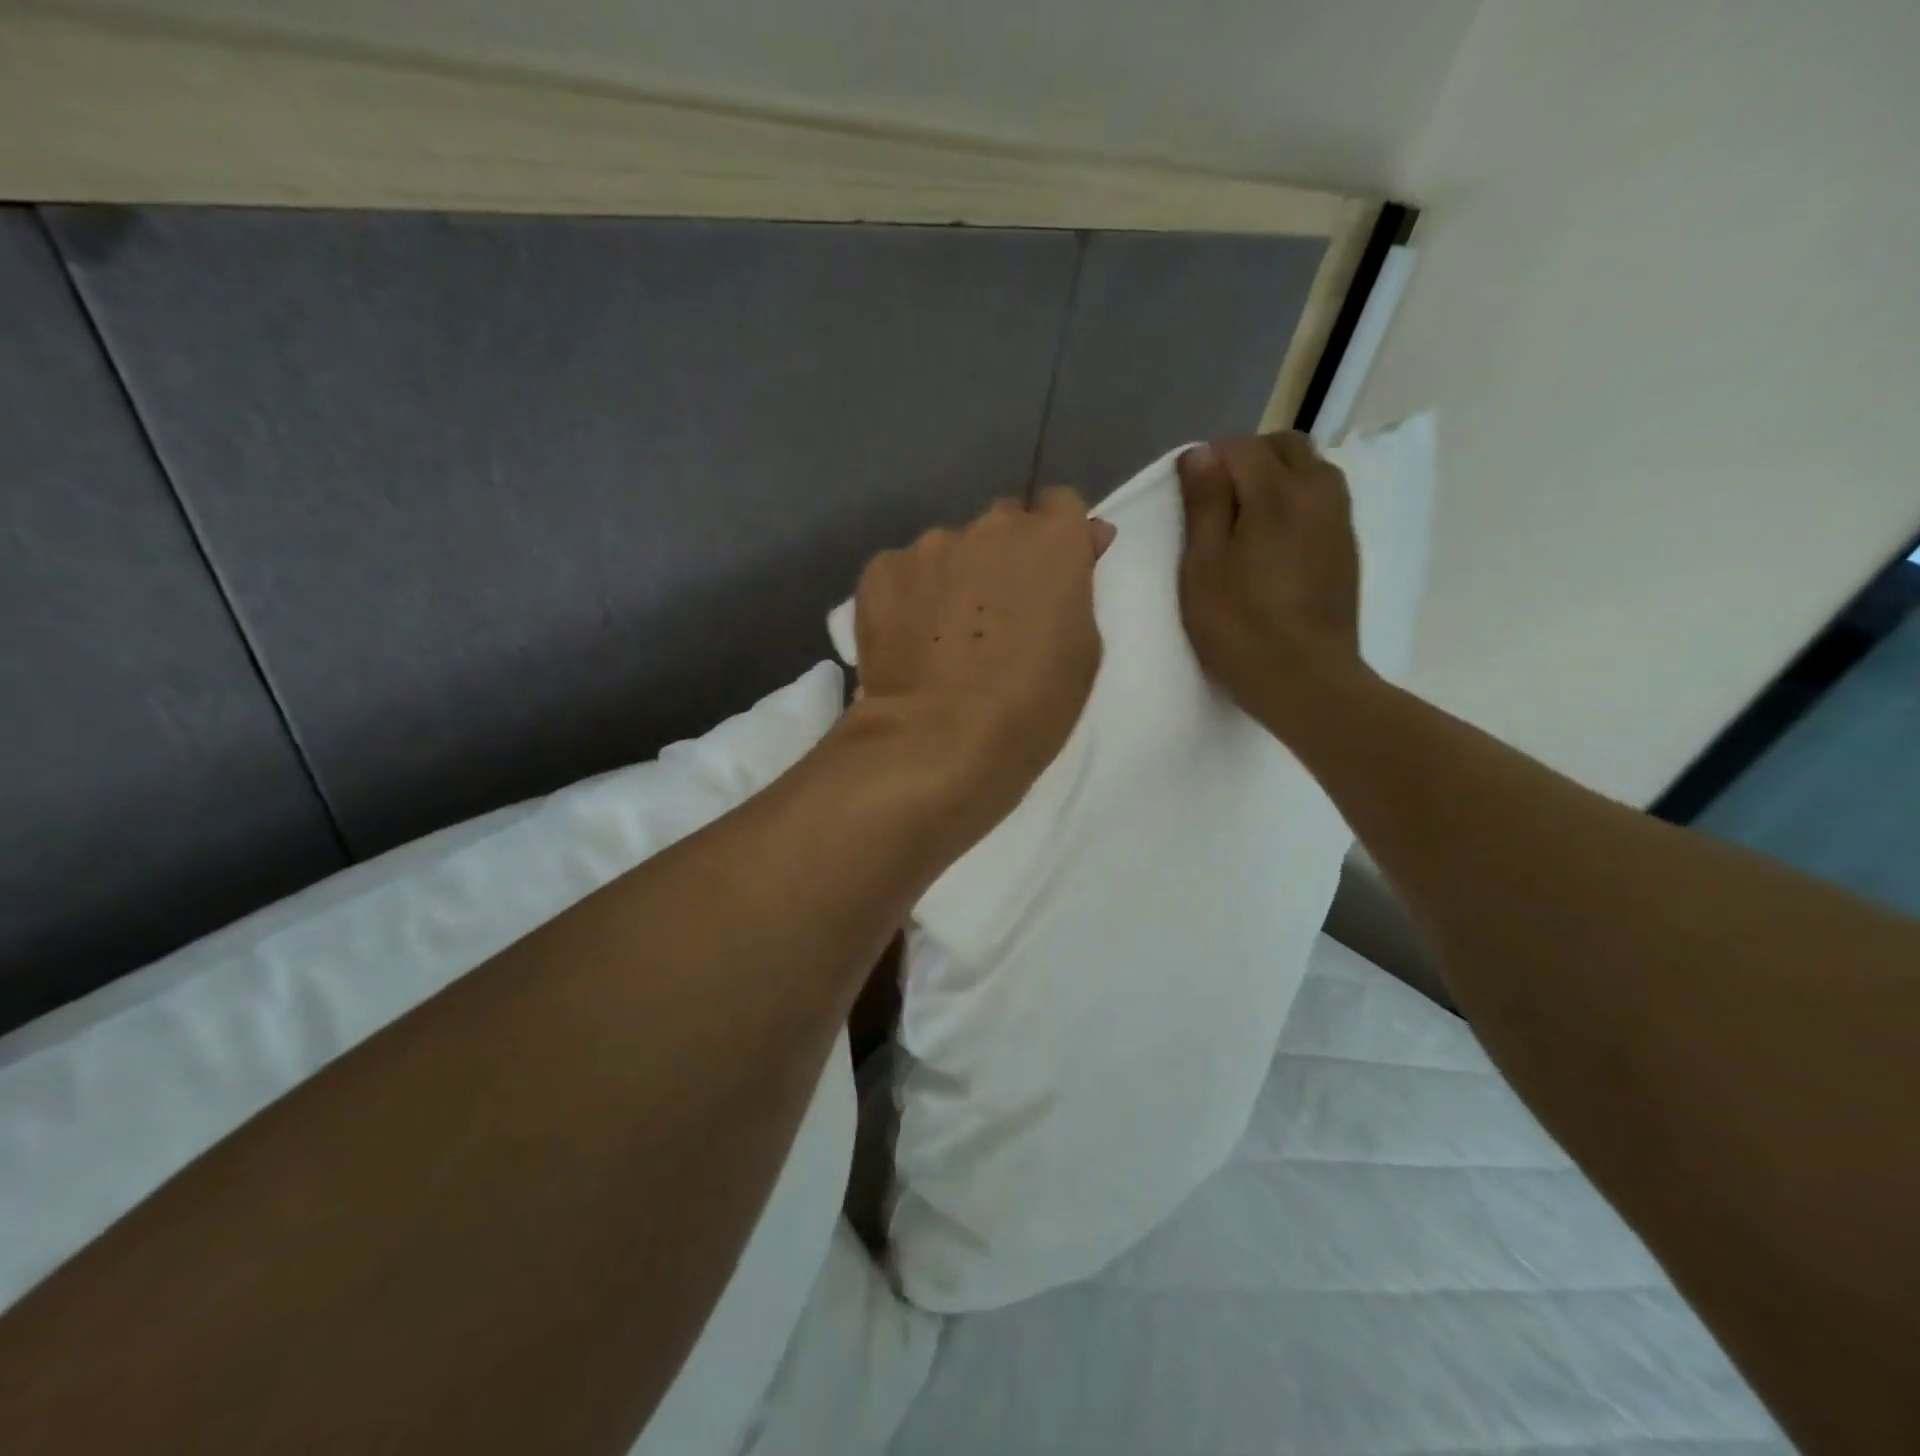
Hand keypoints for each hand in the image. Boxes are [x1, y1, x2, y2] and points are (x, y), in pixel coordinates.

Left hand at [850, 488, 1115, 840]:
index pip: (1059, 506)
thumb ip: (1079, 584)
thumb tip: (1084, 538)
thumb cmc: (1032, 707)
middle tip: (994, 614)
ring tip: (942, 636)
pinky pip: (903, 574)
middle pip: (1000, 526)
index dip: (1056, 538)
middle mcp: (989, 527)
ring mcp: (929, 547)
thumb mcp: (1082, 649)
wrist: (940, 742)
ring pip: (947, 551)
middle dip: (1002, 557)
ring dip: (952, 578)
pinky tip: (908, 640)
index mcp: (1051, 540)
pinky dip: (909, 598)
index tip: (1049, 575)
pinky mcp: (880, 573)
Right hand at [1177, 432, 1366, 737]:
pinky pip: (1322, 498)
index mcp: (1276, 494)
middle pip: (1284, 445)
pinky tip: (1274, 543)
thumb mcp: (1203, 567)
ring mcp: (1338, 519)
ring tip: (1245, 521)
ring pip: (1309, 468)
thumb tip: (1200, 453)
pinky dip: (1296, 501)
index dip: (1209, 462)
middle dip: (1248, 459)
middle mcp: (1317, 492)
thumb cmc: (1240, 627)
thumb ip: (1203, 505)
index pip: (1240, 446)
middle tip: (1217, 504)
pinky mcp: (1347, 546)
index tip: (1190, 499)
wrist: (1305, 680)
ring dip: (1276, 477)